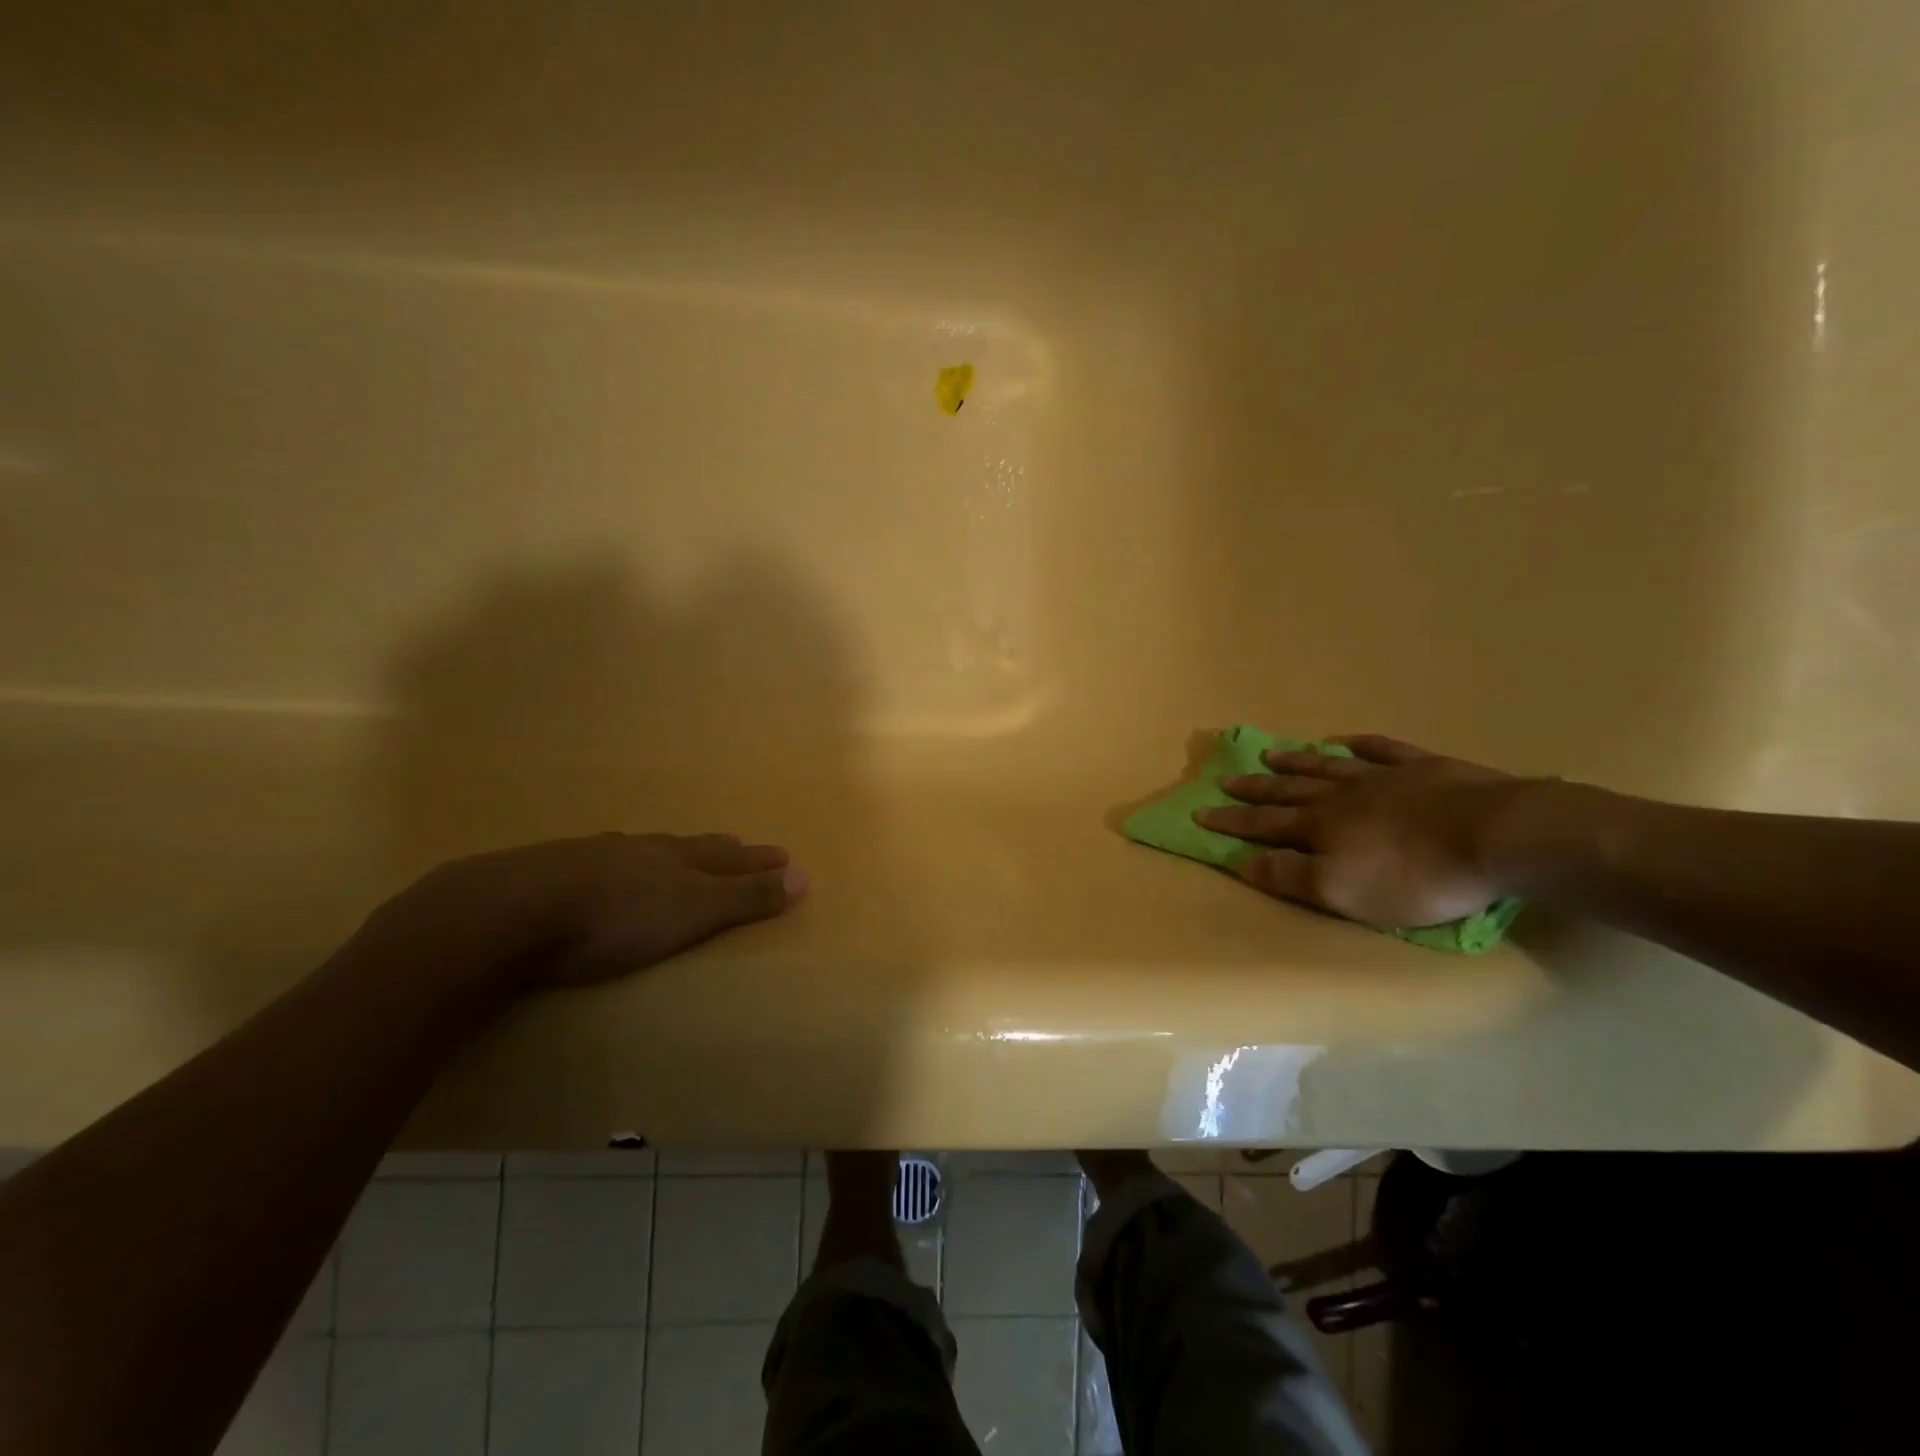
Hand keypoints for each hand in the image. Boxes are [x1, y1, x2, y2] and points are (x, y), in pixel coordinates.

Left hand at [375, 832, 807, 986]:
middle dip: (719, 850)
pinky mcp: (544, 870)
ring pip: (641, 849)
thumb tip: (805, 876)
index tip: (783, 855)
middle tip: (739, 844)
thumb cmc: (612, 921)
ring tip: (675, 853)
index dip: (757, 861)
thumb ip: (744, 898)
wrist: (505, 913)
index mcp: (674, 860)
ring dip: (666, 853)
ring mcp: (589, 856)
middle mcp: (637, 850)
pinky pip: (596, 860)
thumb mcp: (691, 913)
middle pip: (689, 846)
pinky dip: (614, 863)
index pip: (729, 858)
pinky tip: (600, 868)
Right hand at [1195, 735, 1525, 926]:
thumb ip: (1288, 875)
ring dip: (1296, 762)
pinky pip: (1383, 750)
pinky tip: (1348, 740)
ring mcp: (1382, 777)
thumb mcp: (1341, 892)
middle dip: (1254, 789)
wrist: (1495, 836)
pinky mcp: (1424, 768)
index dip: (1230, 821)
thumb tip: (1240, 860)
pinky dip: (1361, 745)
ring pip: (1327, 767)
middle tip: (1226, 780)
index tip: (1200, 812)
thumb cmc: (1414, 875)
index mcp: (1320, 827)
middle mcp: (1341, 796)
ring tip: (1270, 755)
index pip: (1263, 825)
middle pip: (1288, 790)